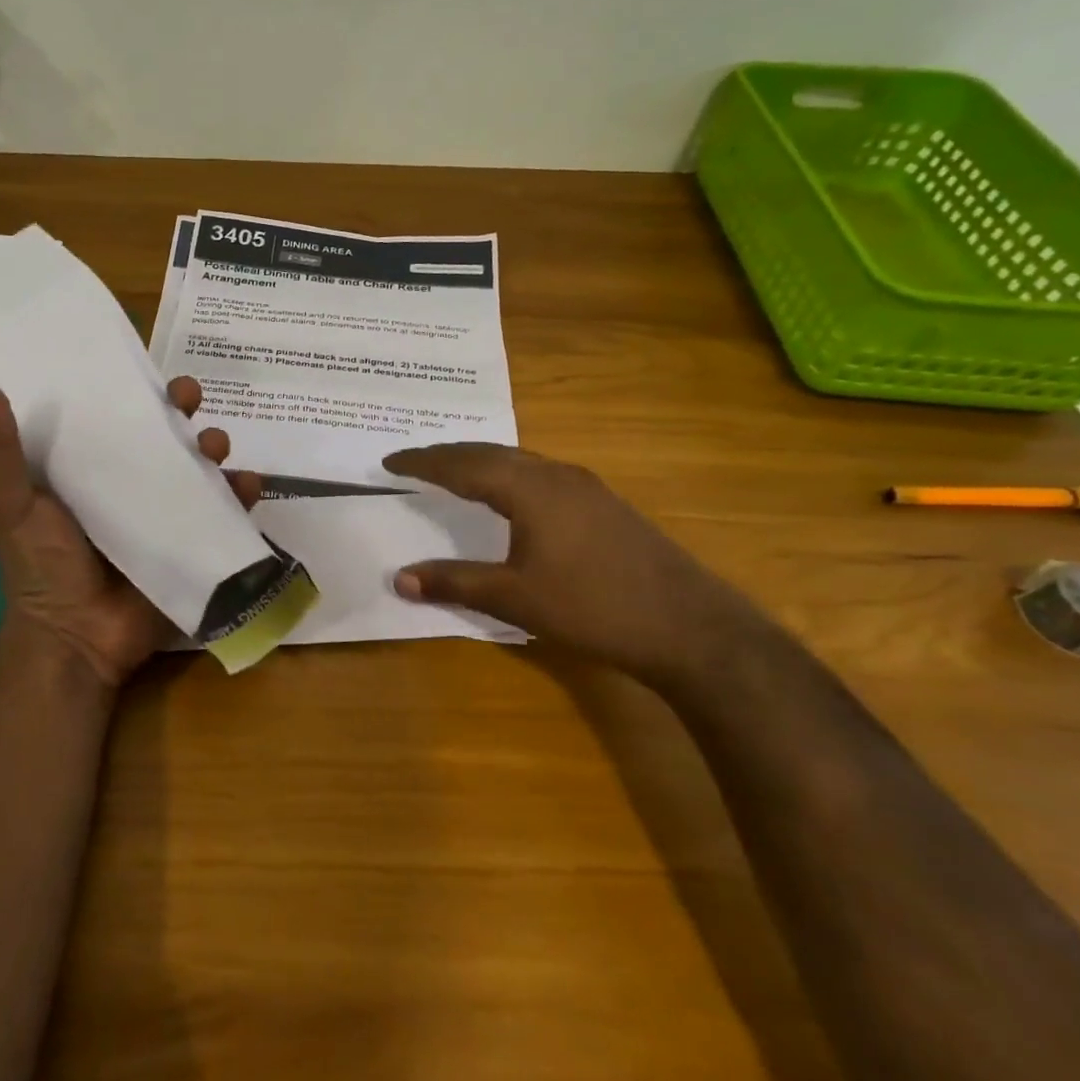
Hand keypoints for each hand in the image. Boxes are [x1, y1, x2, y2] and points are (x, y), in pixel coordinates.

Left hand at [0, 375, 261, 690]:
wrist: (76, 638)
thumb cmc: (40, 566)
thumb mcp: (10, 503)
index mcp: (89, 471)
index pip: (114, 417)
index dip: (131, 391)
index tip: (145, 370)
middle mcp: (131, 486)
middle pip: (164, 436)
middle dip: (182, 412)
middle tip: (190, 398)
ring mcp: (166, 515)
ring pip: (199, 467)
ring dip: (215, 448)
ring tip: (216, 447)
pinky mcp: (193, 543)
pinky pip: (225, 513)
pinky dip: (242, 495)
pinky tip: (247, 485)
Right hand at [383, 443, 781, 691]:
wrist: (690, 627)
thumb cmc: (593, 607)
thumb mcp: (515, 598)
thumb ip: (454, 583)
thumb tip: (398, 578)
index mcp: (529, 488)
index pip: (462, 464)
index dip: (423, 462)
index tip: (389, 462)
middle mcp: (556, 475)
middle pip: (490, 453)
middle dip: (448, 455)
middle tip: (414, 461)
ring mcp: (586, 487)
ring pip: (519, 460)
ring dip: (480, 461)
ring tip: (452, 471)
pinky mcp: (604, 504)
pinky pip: (540, 474)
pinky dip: (508, 474)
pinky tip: (509, 494)